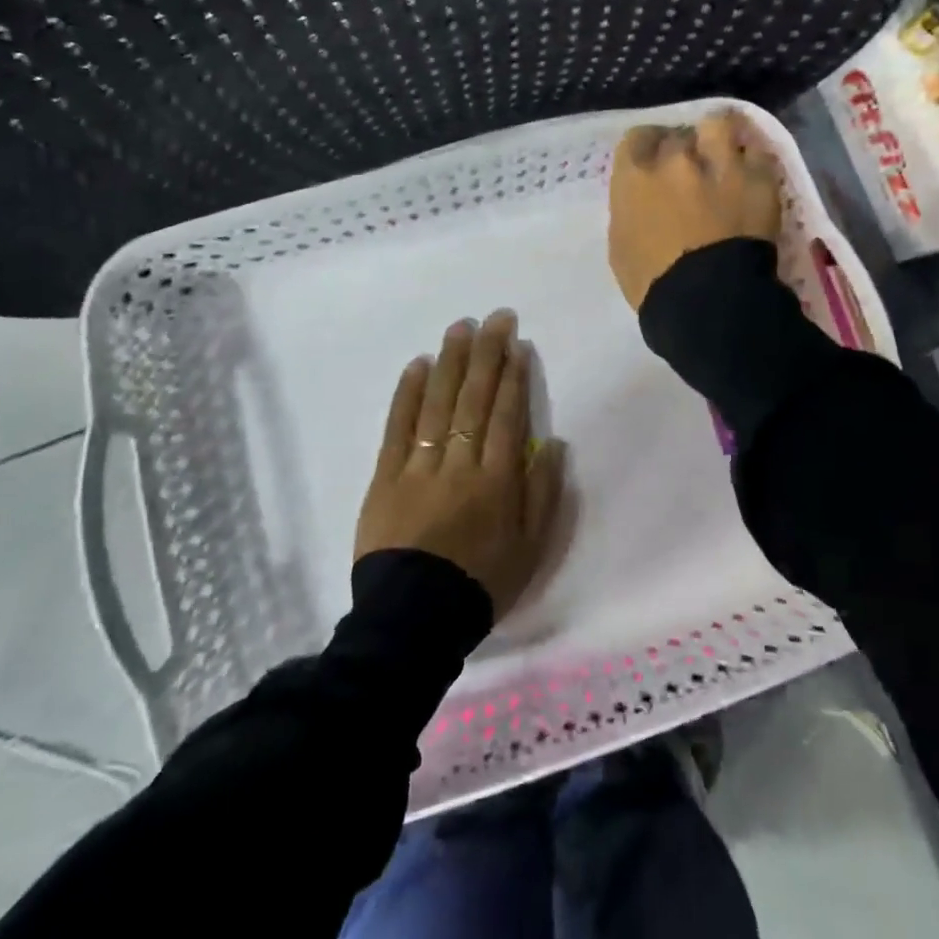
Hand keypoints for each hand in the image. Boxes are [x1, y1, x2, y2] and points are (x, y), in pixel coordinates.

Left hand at [354, 310, 566, 619]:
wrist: (412, 621)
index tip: (518, 343)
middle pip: (475, 399)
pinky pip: (398, 427)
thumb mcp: (531, 549)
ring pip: (438, 403)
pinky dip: (407, 394)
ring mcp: (419, 467)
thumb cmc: (480, 584)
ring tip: (460, 327)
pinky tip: (417, 365)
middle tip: (495, 318)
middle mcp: (460, 463)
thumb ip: (543, 493)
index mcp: (498, 480)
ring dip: (451, 362)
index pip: (508, 415)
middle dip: (488, 354)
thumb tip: (553, 443)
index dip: (514, 376)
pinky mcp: (385, 477)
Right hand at [608, 110, 782, 310]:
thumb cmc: (652, 284)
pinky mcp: (759, 178)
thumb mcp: (621, 246)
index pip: (637, 138)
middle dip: (683, 148)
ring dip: (719, 138)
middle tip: (689, 169)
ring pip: (719, 125)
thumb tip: (644, 201)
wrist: (708, 300)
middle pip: (679, 134)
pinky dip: (753, 162)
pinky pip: (758, 153)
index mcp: (636, 176)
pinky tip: (752, 176)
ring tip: (724, 155)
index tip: (653, 162)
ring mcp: (721, 164)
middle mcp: (676, 159)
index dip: (647, 149)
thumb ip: (629, 210)